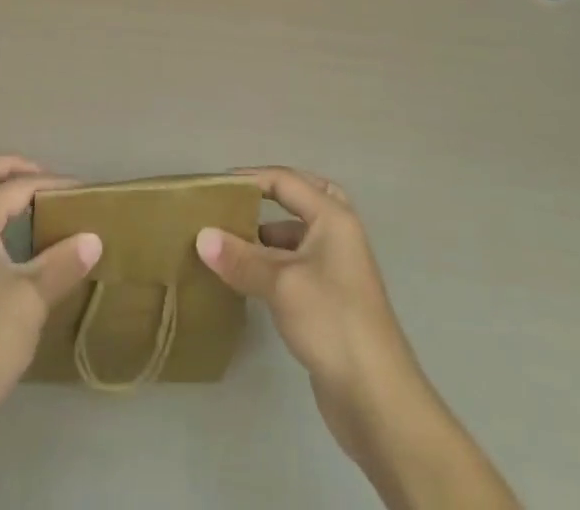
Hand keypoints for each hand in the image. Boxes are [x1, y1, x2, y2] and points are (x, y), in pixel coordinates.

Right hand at [198, 167, 519, 508]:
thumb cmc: (331, 321)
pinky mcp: (331, 301)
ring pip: (299, 236)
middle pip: (303, 199)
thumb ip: (240, 258)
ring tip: (229, 243)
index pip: (286, 181)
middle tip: (237, 202)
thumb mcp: (281, 284)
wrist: (377, 399)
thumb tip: (201, 236)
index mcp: (333, 217)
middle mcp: (339, 235)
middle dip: (271, 196)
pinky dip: (274, 264)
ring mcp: (338, 270)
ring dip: (268, 235)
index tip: (215, 187)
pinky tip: (248, 280)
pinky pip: (297, 266)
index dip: (251, 179)